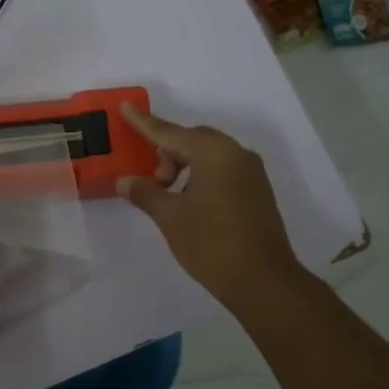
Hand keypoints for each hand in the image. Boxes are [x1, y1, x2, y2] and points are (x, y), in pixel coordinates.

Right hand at [116, 104, 306, 306]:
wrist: (263, 281)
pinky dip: (200, 177)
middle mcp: (236, 154)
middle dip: (166, 154)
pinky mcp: (257, 192)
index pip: (170, 133)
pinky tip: (189, 203)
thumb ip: (146, 193)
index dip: (144, 123)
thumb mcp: (170, 217)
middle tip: (152, 182)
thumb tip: (126, 181)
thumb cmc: (211, 243)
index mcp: (214, 153)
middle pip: (191, 141)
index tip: (125, 107)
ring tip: (168, 198)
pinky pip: (222, 171)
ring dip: (183, 167)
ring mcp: (251, 173)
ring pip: (208, 156)